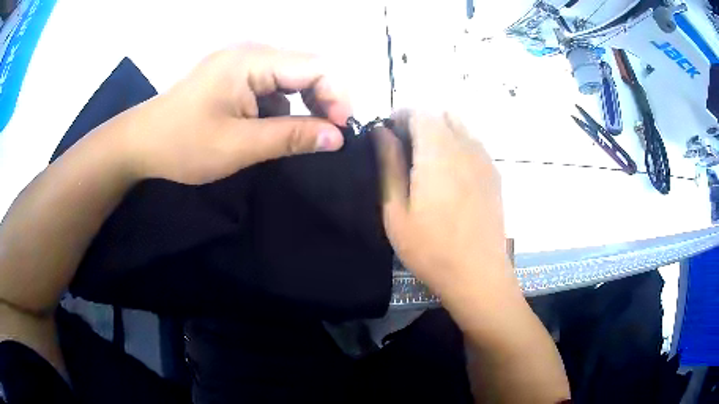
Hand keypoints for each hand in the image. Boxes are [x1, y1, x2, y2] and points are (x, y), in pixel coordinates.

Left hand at [122, 43, 351, 184]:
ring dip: (303, 106)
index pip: (315, 65)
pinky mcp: (234, 78)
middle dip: (323, 100)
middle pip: (306, 68)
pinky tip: (272, 129)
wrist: (140, 143)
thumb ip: (291, 138)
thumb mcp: (239, 146)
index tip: (340, 131)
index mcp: (251, 61)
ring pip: (291, 79)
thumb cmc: (183, 144)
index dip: (337, 95)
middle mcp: (251, 54)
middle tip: (327, 137)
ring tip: (300, 137)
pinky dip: (281, 108)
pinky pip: (272, 87)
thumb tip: (337, 137)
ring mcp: (241, 65)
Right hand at [377, 112, 517, 307]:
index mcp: (439, 152)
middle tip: (403, 146)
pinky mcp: (494, 174)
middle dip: (419, 120)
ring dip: (439, 131)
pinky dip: (457, 143)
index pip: (421, 111)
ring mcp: (485, 160)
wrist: (478, 274)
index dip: (400, 114)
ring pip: (460, 126)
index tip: (387, 131)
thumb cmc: (430, 248)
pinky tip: (449, 172)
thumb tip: (381, 132)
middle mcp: (466, 147)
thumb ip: (389, 164)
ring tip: (425, 159)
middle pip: (442, 114)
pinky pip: (474, 143)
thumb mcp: (396, 210)